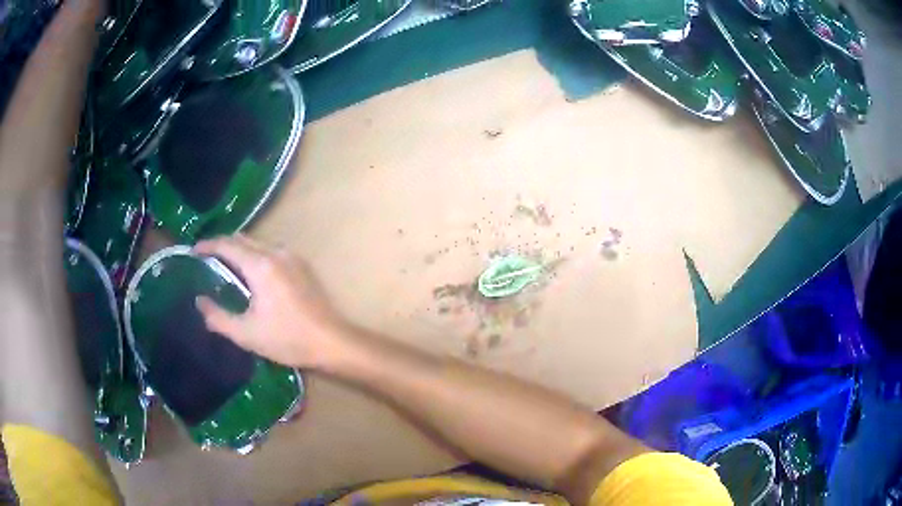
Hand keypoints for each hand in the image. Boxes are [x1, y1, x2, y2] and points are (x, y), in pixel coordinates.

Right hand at [194, 235, 350, 369]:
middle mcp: (276, 253)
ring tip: (224, 264)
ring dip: (239, 249)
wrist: (331, 342)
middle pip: (243, 239)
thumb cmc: (287, 339)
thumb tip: (199, 302)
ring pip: (258, 243)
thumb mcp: (246, 333)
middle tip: (206, 257)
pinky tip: (250, 272)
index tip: (193, 250)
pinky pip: (271, 251)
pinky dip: (254, 255)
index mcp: (261, 265)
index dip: (208, 244)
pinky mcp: (302, 266)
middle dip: (222, 244)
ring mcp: (292, 257)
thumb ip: (218, 317)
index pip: (227, 245)